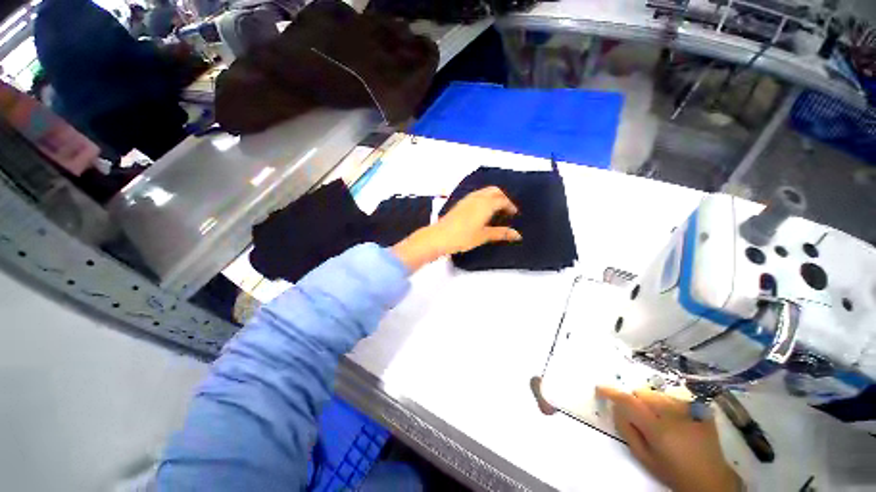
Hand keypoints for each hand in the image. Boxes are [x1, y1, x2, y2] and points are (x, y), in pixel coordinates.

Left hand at [392, 186, 521, 270]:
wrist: (439, 236)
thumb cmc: (463, 237)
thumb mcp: (484, 236)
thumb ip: (501, 233)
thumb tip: (517, 235)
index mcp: (486, 204)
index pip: (503, 200)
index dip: (510, 206)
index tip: (514, 214)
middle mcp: (477, 197)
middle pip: (494, 191)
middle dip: (503, 197)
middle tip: (507, 209)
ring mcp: (467, 199)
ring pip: (485, 191)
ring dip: (493, 197)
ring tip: (496, 210)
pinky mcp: (460, 203)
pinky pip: (477, 195)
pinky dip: (484, 198)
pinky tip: (482, 210)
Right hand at [596, 386, 742, 491]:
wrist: (711, 478)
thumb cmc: (673, 472)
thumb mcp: (645, 458)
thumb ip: (627, 431)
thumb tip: (616, 408)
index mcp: (658, 428)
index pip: (628, 401)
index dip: (611, 392)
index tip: (599, 389)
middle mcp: (673, 414)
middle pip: (643, 393)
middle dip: (636, 402)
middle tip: (641, 419)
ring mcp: (690, 409)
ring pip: (658, 394)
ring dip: (652, 403)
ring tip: (661, 421)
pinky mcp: (700, 409)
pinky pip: (675, 398)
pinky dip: (669, 405)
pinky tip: (677, 421)